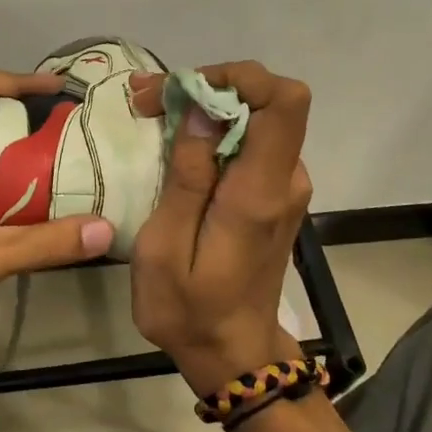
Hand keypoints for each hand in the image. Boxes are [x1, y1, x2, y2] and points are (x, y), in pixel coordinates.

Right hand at [129, 62, 313, 393]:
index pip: (284, 102)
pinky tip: (175, 142)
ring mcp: (284, 186)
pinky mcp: (274, 193)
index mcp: (260, 191)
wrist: (233, 354)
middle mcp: (284, 179)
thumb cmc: (189, 309)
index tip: (184, 90)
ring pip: (255, 117)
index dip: (238, 77)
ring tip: (150, 114)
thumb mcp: (165, 247)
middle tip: (146, 100)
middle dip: (206, 87)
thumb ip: (188, 176)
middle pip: (266, 101)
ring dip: (206, 107)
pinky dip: (214, 129)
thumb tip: (204, 109)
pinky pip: (250, 141)